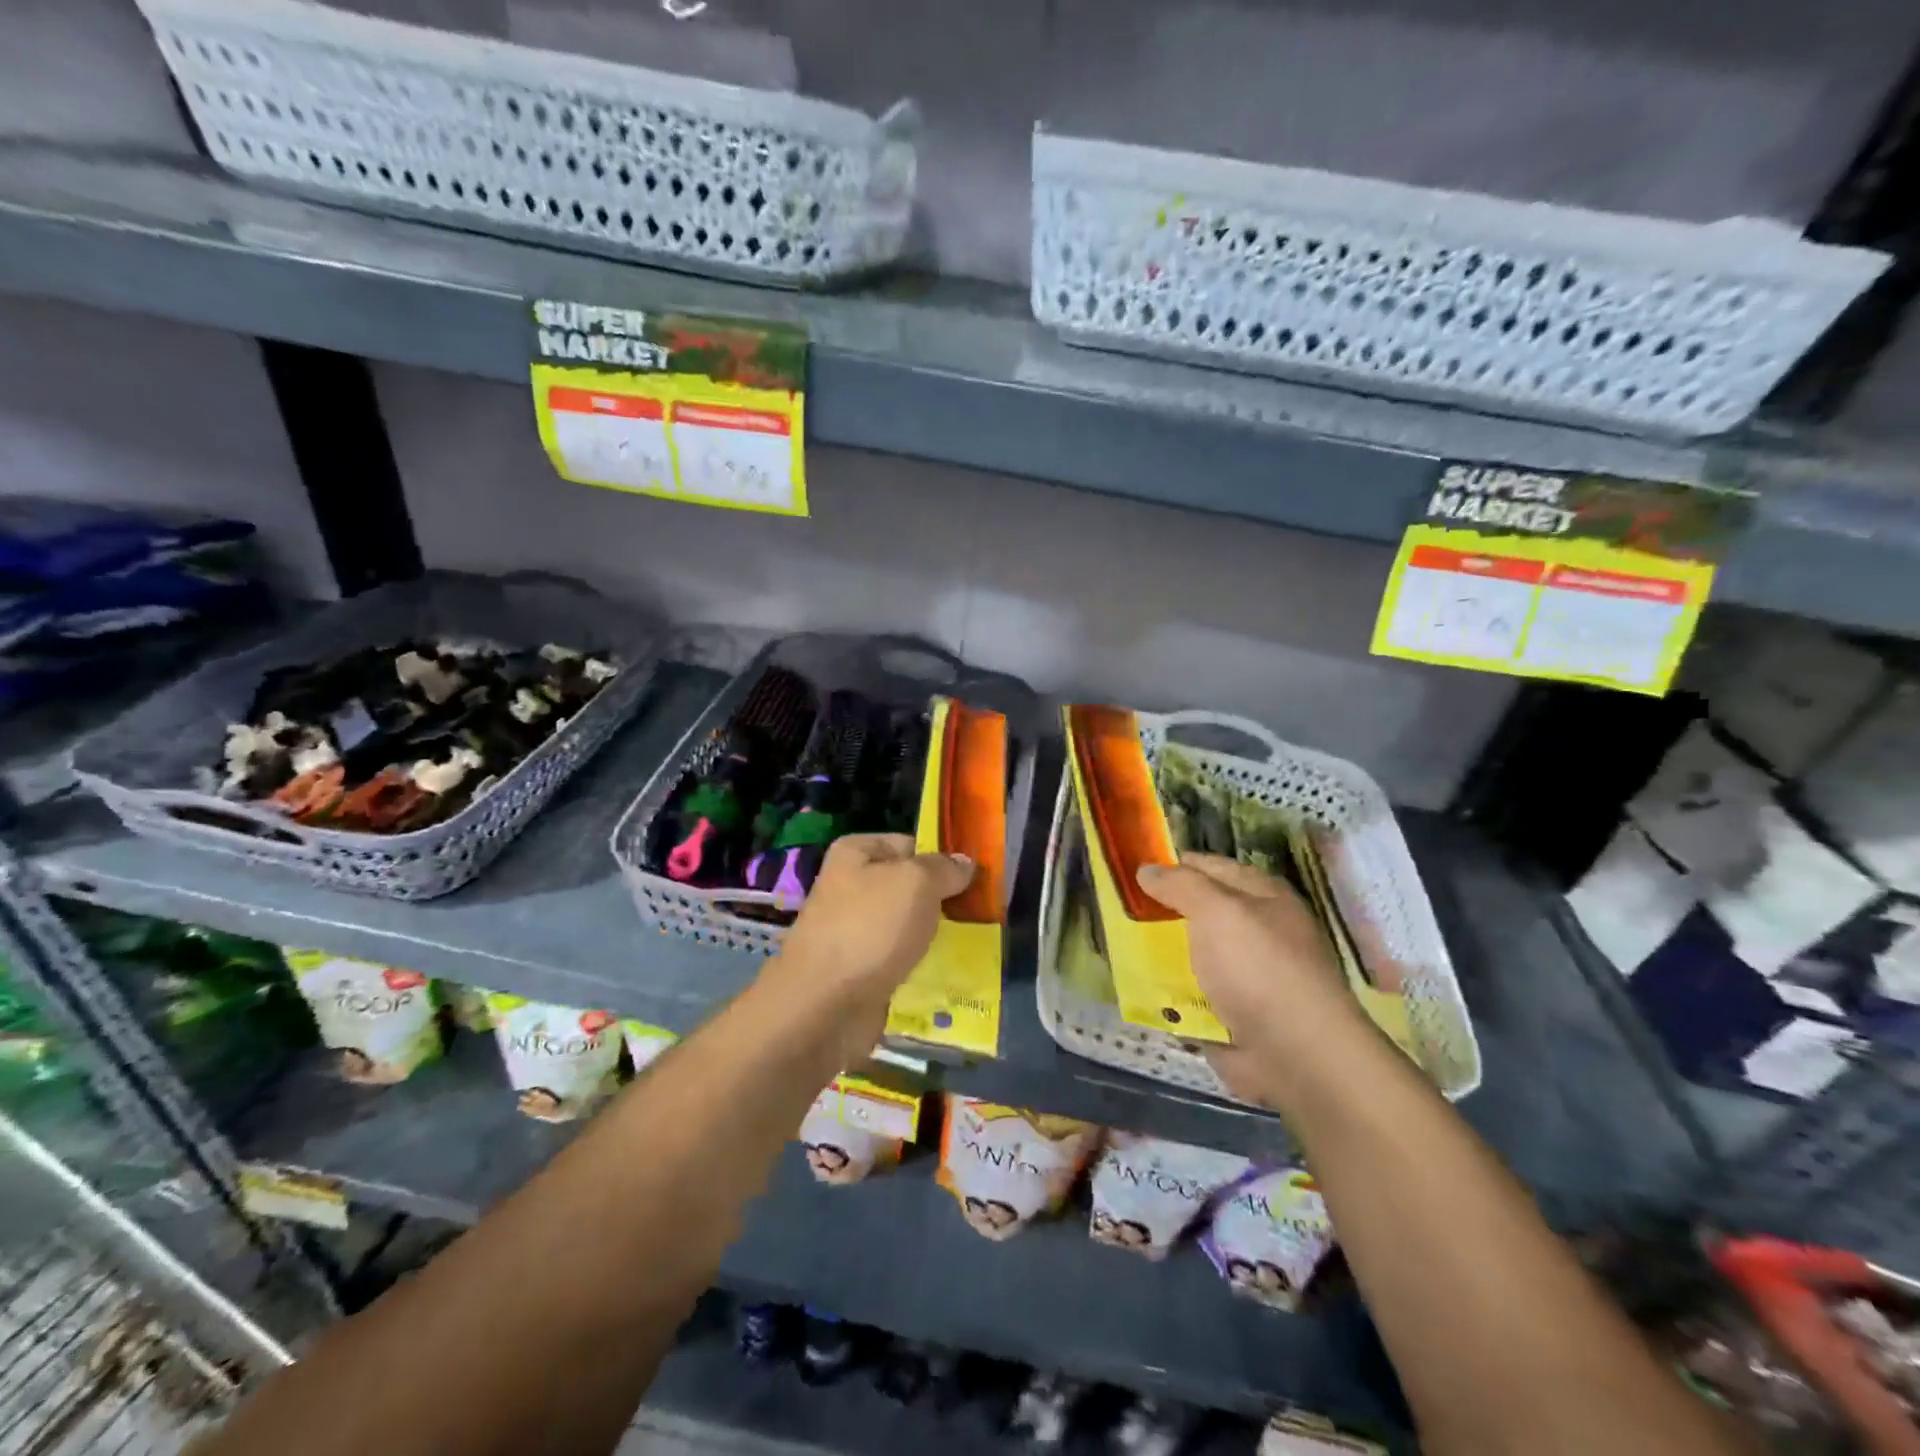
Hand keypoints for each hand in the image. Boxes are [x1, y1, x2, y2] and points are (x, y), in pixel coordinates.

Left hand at [763, 833, 973, 1061]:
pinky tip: (948, 974)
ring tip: (971, 946)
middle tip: (978, 915)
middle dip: (942, 902)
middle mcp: (851, 887)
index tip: (975, 881)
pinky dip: (921, 967)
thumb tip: (964, 863)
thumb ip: (945, 869)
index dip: (942, 860)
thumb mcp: (917, 882)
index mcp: (856, 853)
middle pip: (910, 887)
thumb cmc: (870, 928)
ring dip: (935, 937)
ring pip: (908, 926)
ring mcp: (854, 930)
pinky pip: (901, 960)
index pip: (910, 844)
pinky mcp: (861, 970)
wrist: (824, 1005)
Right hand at [1137, 853, 1376, 1107]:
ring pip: (1189, 954)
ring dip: (1158, 954)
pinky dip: (1165, 993)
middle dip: (1159, 912)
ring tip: (1117, 945)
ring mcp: (1242, 976)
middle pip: (1197, 913)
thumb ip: (1180, 885)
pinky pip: (1188, 995)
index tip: (1130, 870)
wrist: (1295, 1055)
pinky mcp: (1229, 1014)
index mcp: (1262, 897)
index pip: (1209, 867)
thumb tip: (1147, 869)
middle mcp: (1254, 932)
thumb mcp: (1217, 911)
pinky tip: (1135, 987)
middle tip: (1116, 909)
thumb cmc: (1258, 967)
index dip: (1172, 865)